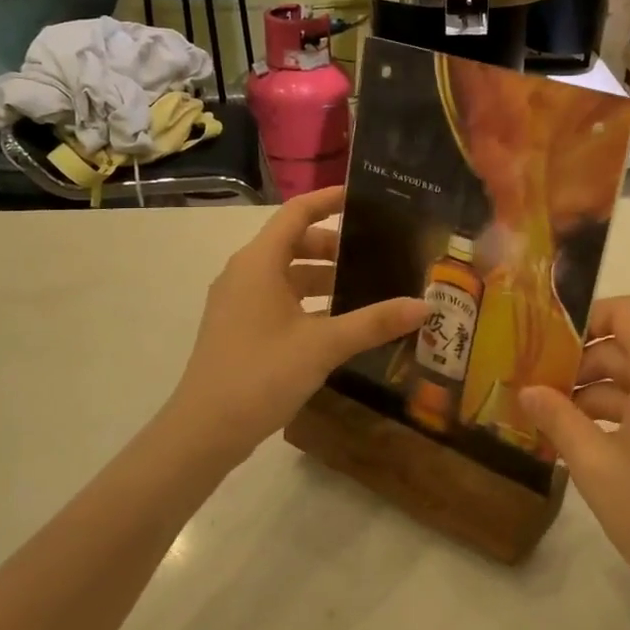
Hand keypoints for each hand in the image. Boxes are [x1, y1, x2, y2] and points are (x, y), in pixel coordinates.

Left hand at [163, 187, 425, 463]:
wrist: (204, 431)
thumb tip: (424, 305)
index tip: (365, 197)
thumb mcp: (324, 345)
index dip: (329, 200)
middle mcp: (245, 273)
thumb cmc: (261, 374)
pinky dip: (309, 301)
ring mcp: (240, 302)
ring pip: (288, 274)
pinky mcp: (240, 328)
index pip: (297, 213)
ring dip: (324, 277)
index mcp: (259, 262)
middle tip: (377, 253)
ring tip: (366, 288)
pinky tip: (339, 323)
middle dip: (335, 245)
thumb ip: (375, 322)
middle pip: (294, 243)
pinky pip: (280, 299)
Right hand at [520, 296, 629, 619]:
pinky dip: (624, 411)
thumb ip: (558, 419)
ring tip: (554, 421)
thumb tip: (526, 390)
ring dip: (599, 392)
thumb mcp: (596, 467)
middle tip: (538, 390)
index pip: (626, 313)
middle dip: (582, 364)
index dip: (585, 319)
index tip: (547, 346)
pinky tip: (588, 440)